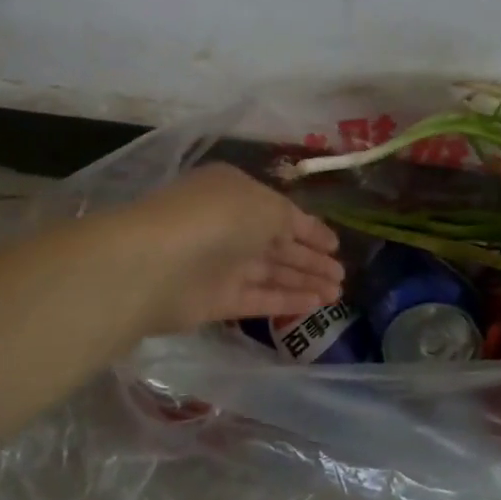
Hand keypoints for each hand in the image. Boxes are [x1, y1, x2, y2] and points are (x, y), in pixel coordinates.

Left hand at [116, 164, 343, 335]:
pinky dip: (286, 301)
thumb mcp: (264, 205)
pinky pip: (258, 299)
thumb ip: (288, 220)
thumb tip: (299, 232)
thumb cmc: (217, 218)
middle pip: (277, 245)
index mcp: (236, 193)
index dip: (310, 229)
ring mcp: (220, 265)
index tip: (335, 245)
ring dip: (304, 282)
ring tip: (338, 294)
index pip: (281, 212)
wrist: (158, 263)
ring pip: (271, 273)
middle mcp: (228, 226)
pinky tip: (316, 306)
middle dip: (310, 259)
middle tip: (342, 275)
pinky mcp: (215, 300)